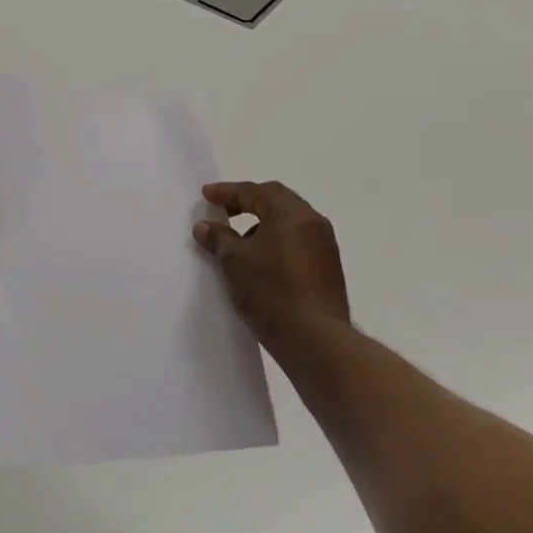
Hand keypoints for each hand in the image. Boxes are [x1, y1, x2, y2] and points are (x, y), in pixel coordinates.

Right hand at [193, 181, 349, 352]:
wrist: (315, 340)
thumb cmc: (270, 292)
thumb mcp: (234, 262)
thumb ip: (218, 238)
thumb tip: (205, 225)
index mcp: (291, 213)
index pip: (255, 191)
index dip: (228, 192)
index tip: (206, 196)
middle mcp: (313, 222)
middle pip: (277, 201)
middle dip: (248, 203)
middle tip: (224, 211)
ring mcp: (325, 246)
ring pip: (289, 223)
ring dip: (263, 224)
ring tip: (239, 241)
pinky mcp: (328, 269)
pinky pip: (298, 242)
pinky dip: (277, 242)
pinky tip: (261, 262)